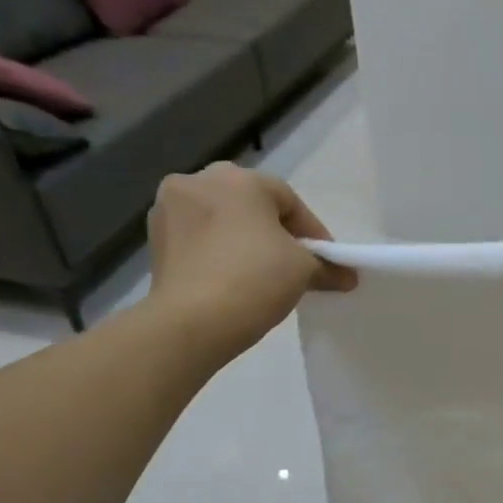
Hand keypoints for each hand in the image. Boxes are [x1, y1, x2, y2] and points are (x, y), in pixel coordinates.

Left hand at [142, 164, 355, 361]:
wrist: (191, 322)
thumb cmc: (255, 280)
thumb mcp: (304, 270)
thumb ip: (328, 266)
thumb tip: (348, 277)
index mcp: (239, 179)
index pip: (289, 200)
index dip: (313, 232)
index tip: (325, 261)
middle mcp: (199, 181)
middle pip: (251, 204)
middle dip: (275, 230)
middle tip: (293, 261)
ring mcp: (169, 208)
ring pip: (222, 219)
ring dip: (243, 239)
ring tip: (261, 272)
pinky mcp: (154, 239)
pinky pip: (198, 238)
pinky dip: (217, 251)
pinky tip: (231, 277)